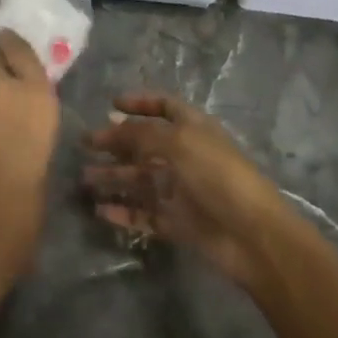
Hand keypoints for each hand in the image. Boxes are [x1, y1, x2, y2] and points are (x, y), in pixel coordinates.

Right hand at [82, 92, 291, 285]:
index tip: (112, 104)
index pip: (165, 107)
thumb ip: (141, 134)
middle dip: (116, 142)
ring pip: (140, 180)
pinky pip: (144, 214)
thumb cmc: (218, 176)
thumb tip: (111, 126)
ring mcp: (181, 190)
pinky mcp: (177, 223)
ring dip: (113, 177)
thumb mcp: (178, 143)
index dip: (140, 102)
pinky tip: (100, 211)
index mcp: (193, 129)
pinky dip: (123, 211)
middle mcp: (186, 156)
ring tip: (84, 178)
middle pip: (145, 144)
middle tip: (85, 144)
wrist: (253, 235)